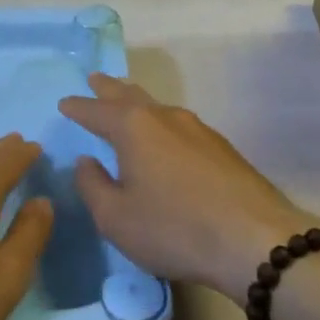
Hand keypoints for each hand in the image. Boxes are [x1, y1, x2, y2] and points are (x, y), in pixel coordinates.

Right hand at [60, 74, 316, 300]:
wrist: (254, 239)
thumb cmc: (174, 228)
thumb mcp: (116, 218)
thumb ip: (93, 185)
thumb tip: (86, 161)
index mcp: (134, 127)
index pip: (96, 111)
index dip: (78, 107)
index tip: (65, 103)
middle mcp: (165, 117)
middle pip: (130, 95)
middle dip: (109, 89)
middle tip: (95, 79)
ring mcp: (197, 129)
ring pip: (158, 107)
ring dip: (138, 103)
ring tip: (127, 103)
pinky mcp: (221, 147)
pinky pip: (179, 125)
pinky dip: (161, 124)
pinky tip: (165, 138)